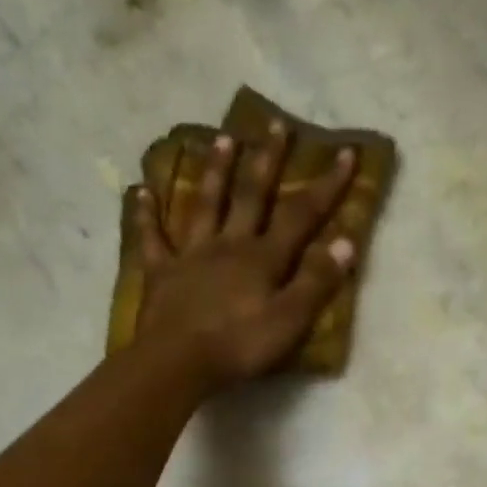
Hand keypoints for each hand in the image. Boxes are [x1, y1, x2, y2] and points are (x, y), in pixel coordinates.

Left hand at [127, 125, 358, 386]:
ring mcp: (191, 255)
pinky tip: (140, 190)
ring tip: (222, 138)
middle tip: (275, 124)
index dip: (325, 185)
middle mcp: (229, 245)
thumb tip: (346, 242)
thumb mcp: (290, 320)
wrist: (178, 362)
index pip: (301, 214)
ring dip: (215, 171)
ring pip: (205, 204)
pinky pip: (152, 238)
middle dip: (267, 159)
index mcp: (263, 257)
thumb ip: (317, 282)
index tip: (344, 152)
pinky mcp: (161, 273)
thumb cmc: (239, 346)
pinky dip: (146, 214)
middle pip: (250, 195)